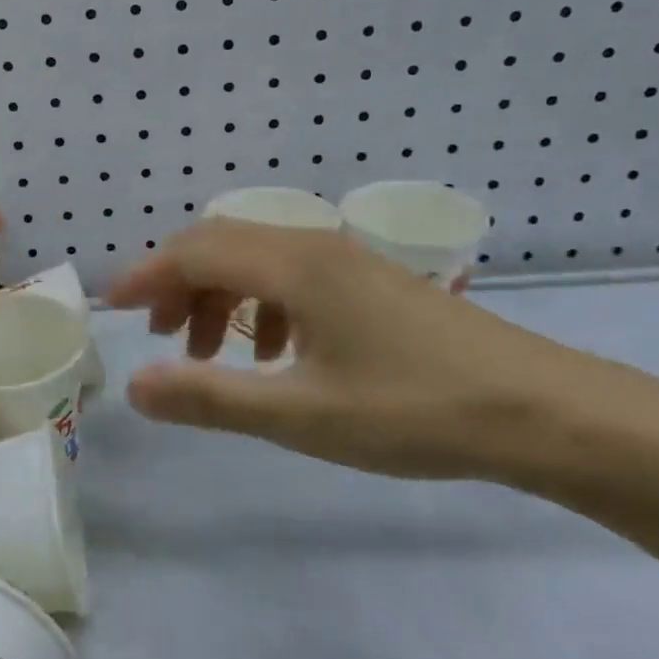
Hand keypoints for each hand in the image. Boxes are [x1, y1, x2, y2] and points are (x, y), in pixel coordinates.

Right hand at [106, 220, 623, 481]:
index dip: (146, 276)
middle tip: (158, 338)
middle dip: (176, 285)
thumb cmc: (416, 411)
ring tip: (210, 354)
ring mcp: (346, 260)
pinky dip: (258, 305)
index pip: (193, 250)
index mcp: (292, 265)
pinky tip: (274, 353)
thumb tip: (135, 386)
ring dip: (217, 296)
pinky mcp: (369, 281)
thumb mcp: (301, 415)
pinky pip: (289, 275)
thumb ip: (211, 397)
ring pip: (254, 259)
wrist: (547, 413)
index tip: (112, 310)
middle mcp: (313, 246)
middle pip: (218, 244)